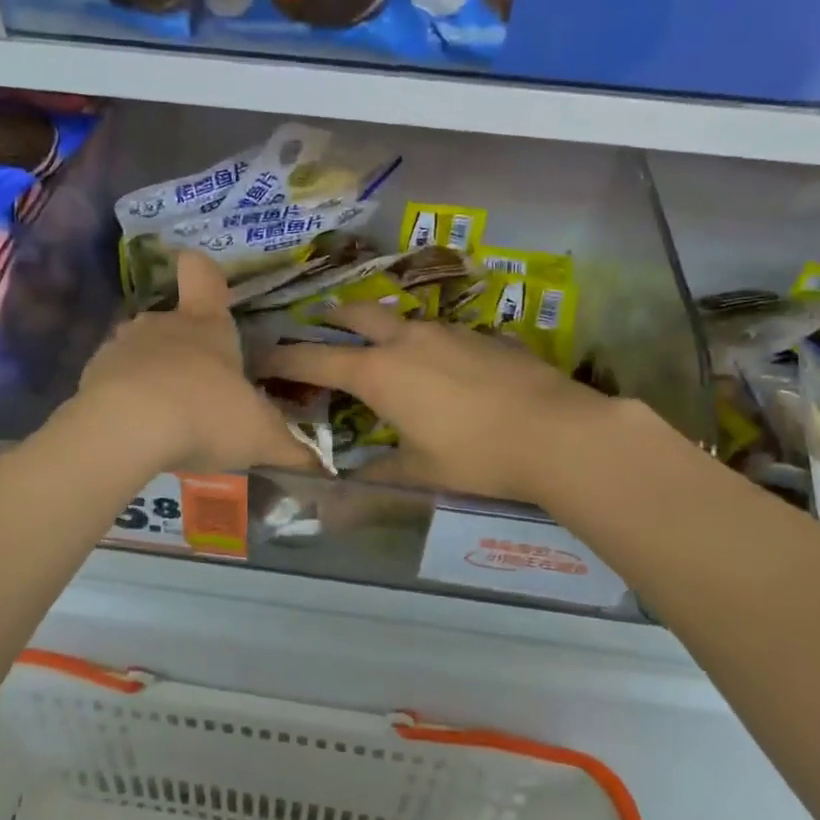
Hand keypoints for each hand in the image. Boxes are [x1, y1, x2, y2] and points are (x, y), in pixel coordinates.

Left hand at [73, 251, 311, 475]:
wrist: (127, 430)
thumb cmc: (206, 415)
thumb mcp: (260, 436)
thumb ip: (291, 448)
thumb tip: (325, 465)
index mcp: (207, 325)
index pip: (203, 276)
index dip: (203, 272)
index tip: (201, 278)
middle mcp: (163, 324)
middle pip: (174, 322)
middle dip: (186, 351)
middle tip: (203, 392)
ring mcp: (122, 346)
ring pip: (141, 351)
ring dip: (153, 375)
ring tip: (168, 418)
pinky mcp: (92, 374)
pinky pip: (114, 380)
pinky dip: (125, 398)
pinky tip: (137, 431)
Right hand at [254, 306, 635, 503]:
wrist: (557, 430)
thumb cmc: (476, 455)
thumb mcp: (420, 473)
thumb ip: (376, 479)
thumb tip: (336, 506)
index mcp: (379, 371)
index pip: (314, 356)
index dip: (282, 357)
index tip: (261, 357)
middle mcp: (407, 339)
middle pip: (356, 313)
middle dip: (332, 318)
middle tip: (319, 327)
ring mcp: (447, 331)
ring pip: (400, 318)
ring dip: (380, 326)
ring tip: (379, 347)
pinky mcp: (482, 334)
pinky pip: (439, 331)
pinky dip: (423, 341)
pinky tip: (439, 364)